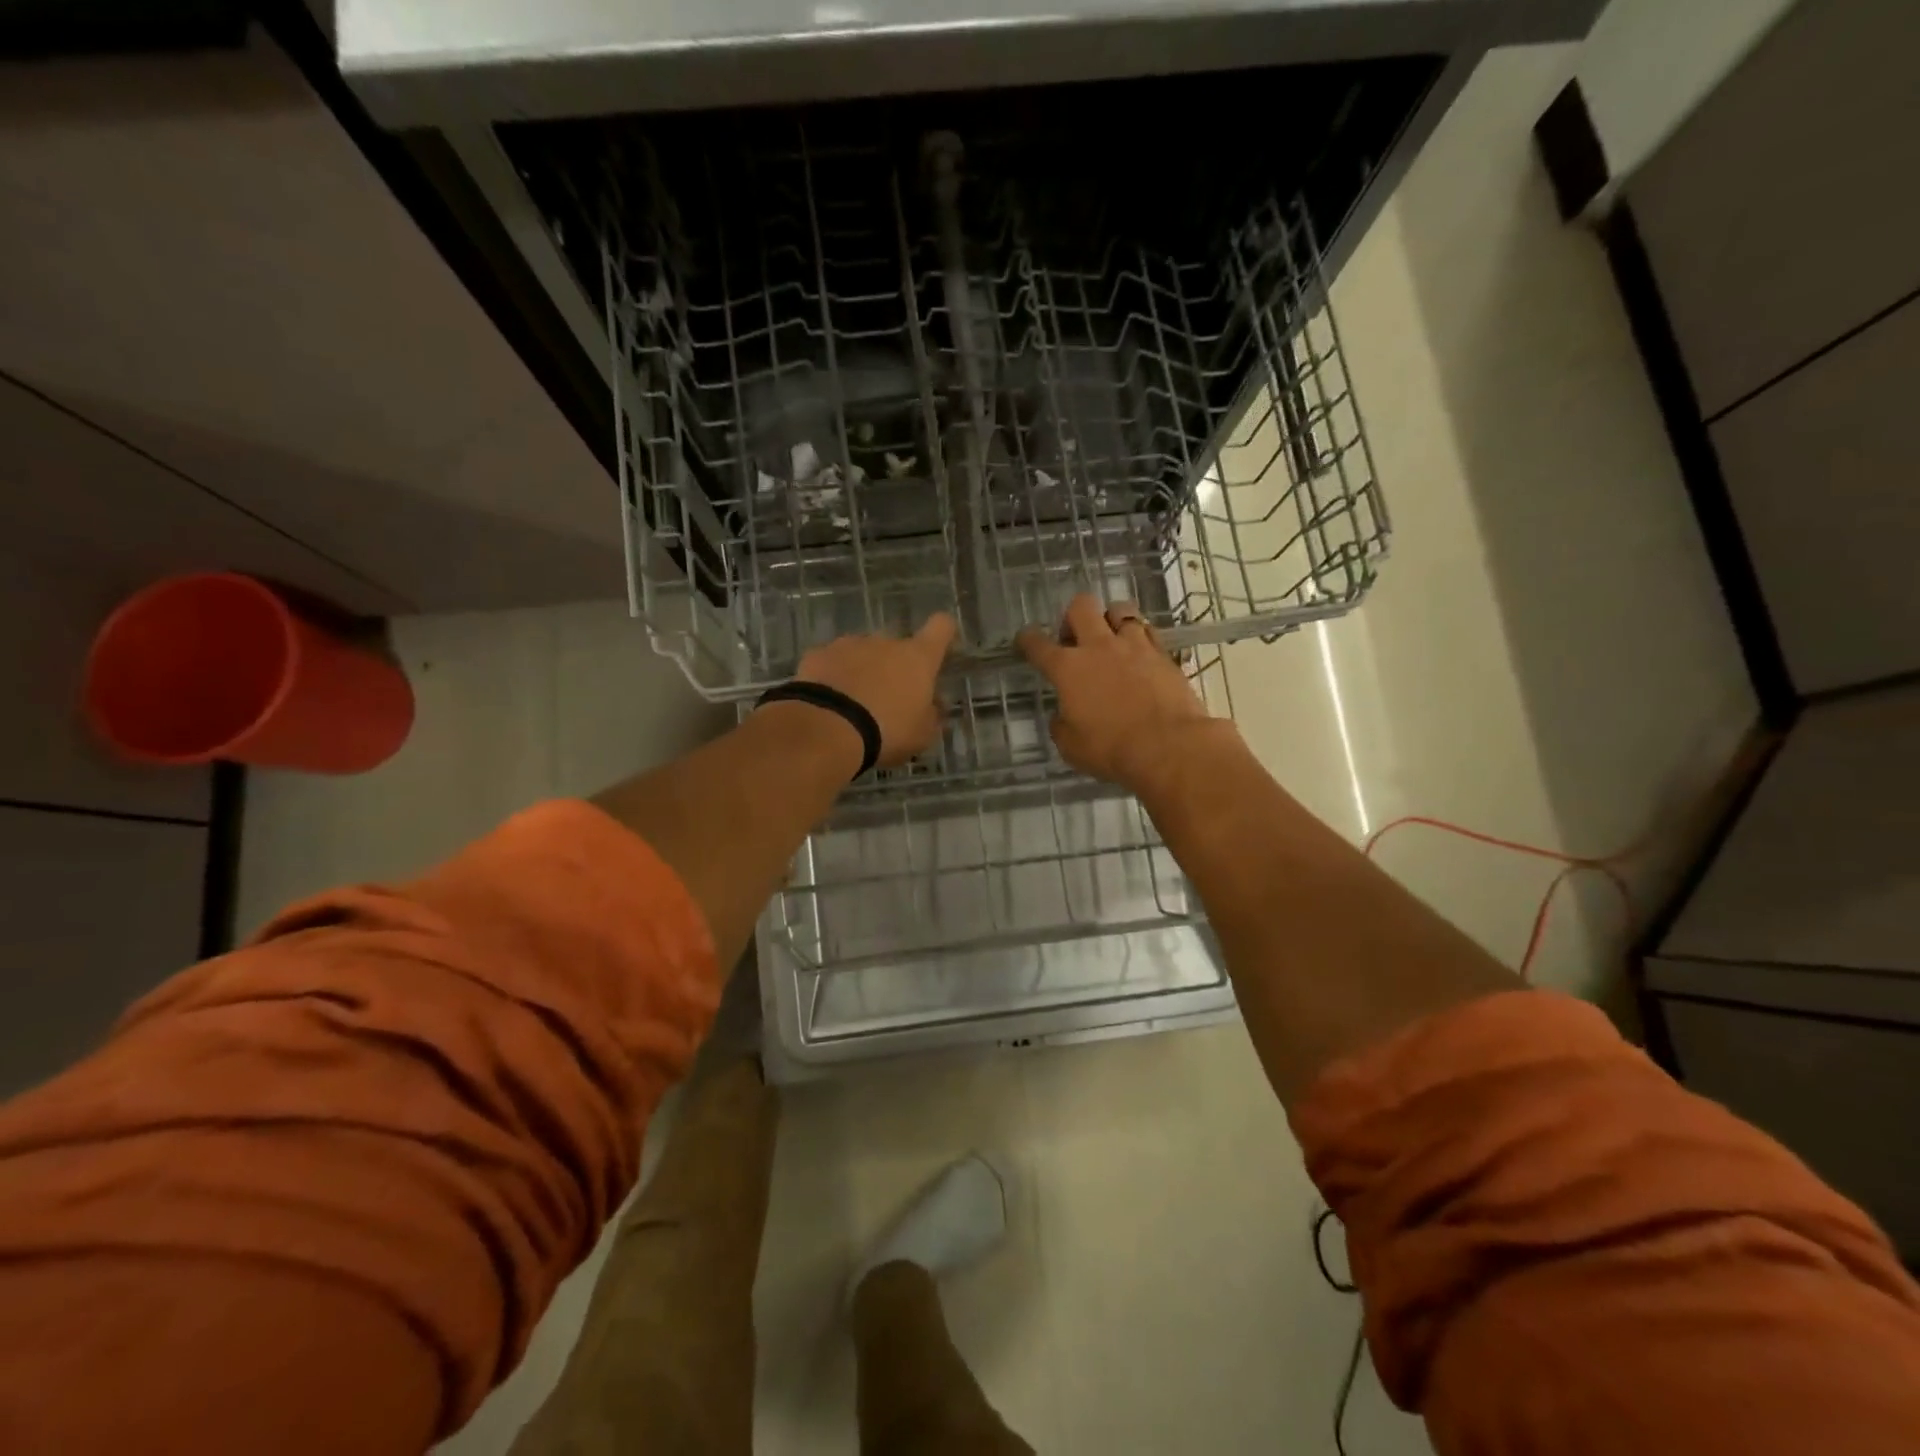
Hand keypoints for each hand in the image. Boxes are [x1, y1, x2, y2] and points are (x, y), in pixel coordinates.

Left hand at [793, 613, 956, 768]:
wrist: (827, 729)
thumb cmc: (887, 731)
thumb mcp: (921, 735)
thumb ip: (932, 715)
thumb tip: (934, 704)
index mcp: (917, 658)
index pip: (941, 627)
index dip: (943, 634)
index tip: (941, 648)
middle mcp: (885, 642)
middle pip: (897, 645)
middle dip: (895, 666)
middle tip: (889, 698)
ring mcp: (848, 644)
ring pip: (862, 653)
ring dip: (863, 671)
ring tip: (853, 704)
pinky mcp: (817, 654)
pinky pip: (832, 662)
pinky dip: (833, 676)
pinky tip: (828, 702)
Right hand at [1016, 594, 1211, 791]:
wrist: (1168, 746)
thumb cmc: (1111, 749)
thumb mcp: (1071, 746)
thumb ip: (1062, 725)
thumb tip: (1063, 716)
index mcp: (1068, 668)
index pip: (1038, 644)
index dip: (1027, 639)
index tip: (1026, 640)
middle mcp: (1099, 647)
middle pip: (1081, 606)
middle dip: (1073, 617)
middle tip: (1075, 640)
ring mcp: (1134, 646)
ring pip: (1120, 609)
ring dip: (1111, 620)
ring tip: (1112, 640)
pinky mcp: (1164, 654)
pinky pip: (1148, 631)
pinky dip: (1140, 637)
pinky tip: (1140, 653)